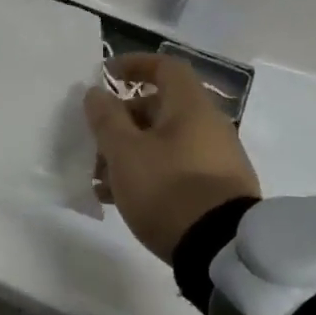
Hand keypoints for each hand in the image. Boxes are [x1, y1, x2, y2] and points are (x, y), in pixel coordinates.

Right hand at [83, 53, 260, 261]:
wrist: (221, 249)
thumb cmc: (167, 189)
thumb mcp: (124, 152)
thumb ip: (106, 119)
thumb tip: (97, 93)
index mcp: (190, 107)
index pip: (165, 67)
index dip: (134, 65)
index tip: (106, 75)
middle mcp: (209, 126)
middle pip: (159, 108)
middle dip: (121, 122)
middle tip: (95, 144)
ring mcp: (216, 158)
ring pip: (163, 142)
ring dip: (129, 152)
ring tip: (101, 181)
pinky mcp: (216, 188)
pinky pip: (174, 167)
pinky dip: (147, 172)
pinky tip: (122, 199)